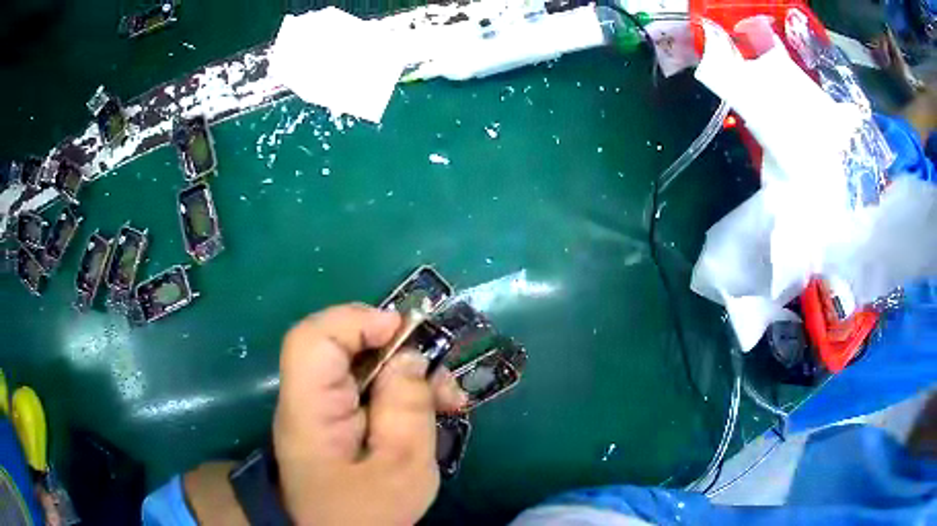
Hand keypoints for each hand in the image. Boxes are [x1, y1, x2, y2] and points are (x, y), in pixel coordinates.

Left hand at [273, 304, 465, 524]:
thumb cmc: (367, 515)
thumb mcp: (401, 469)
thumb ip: (407, 410)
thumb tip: (409, 357)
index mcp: (309, 411)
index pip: (312, 341)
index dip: (354, 321)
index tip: (403, 332)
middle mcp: (307, 400)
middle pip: (338, 346)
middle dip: (394, 348)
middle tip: (437, 371)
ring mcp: (320, 409)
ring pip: (359, 365)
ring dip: (405, 371)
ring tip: (448, 397)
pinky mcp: (336, 420)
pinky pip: (367, 388)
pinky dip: (401, 390)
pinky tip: (434, 407)